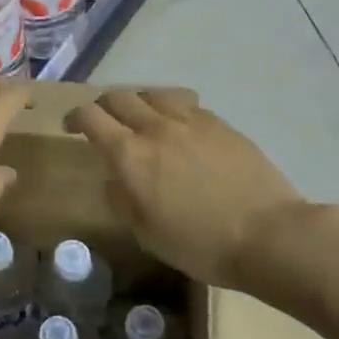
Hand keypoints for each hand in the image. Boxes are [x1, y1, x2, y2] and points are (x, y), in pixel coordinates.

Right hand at [64, 89, 306, 290]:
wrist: (267, 235)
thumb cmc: (200, 244)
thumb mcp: (146, 234)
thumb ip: (122, 200)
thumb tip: (115, 180)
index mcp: (130, 155)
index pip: (91, 117)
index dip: (75, 117)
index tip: (70, 127)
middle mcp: (155, 128)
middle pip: (119, 98)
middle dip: (103, 106)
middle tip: (103, 122)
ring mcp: (191, 121)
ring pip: (153, 94)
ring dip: (139, 102)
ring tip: (142, 118)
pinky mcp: (220, 124)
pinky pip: (186, 103)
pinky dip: (171, 109)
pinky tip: (179, 127)